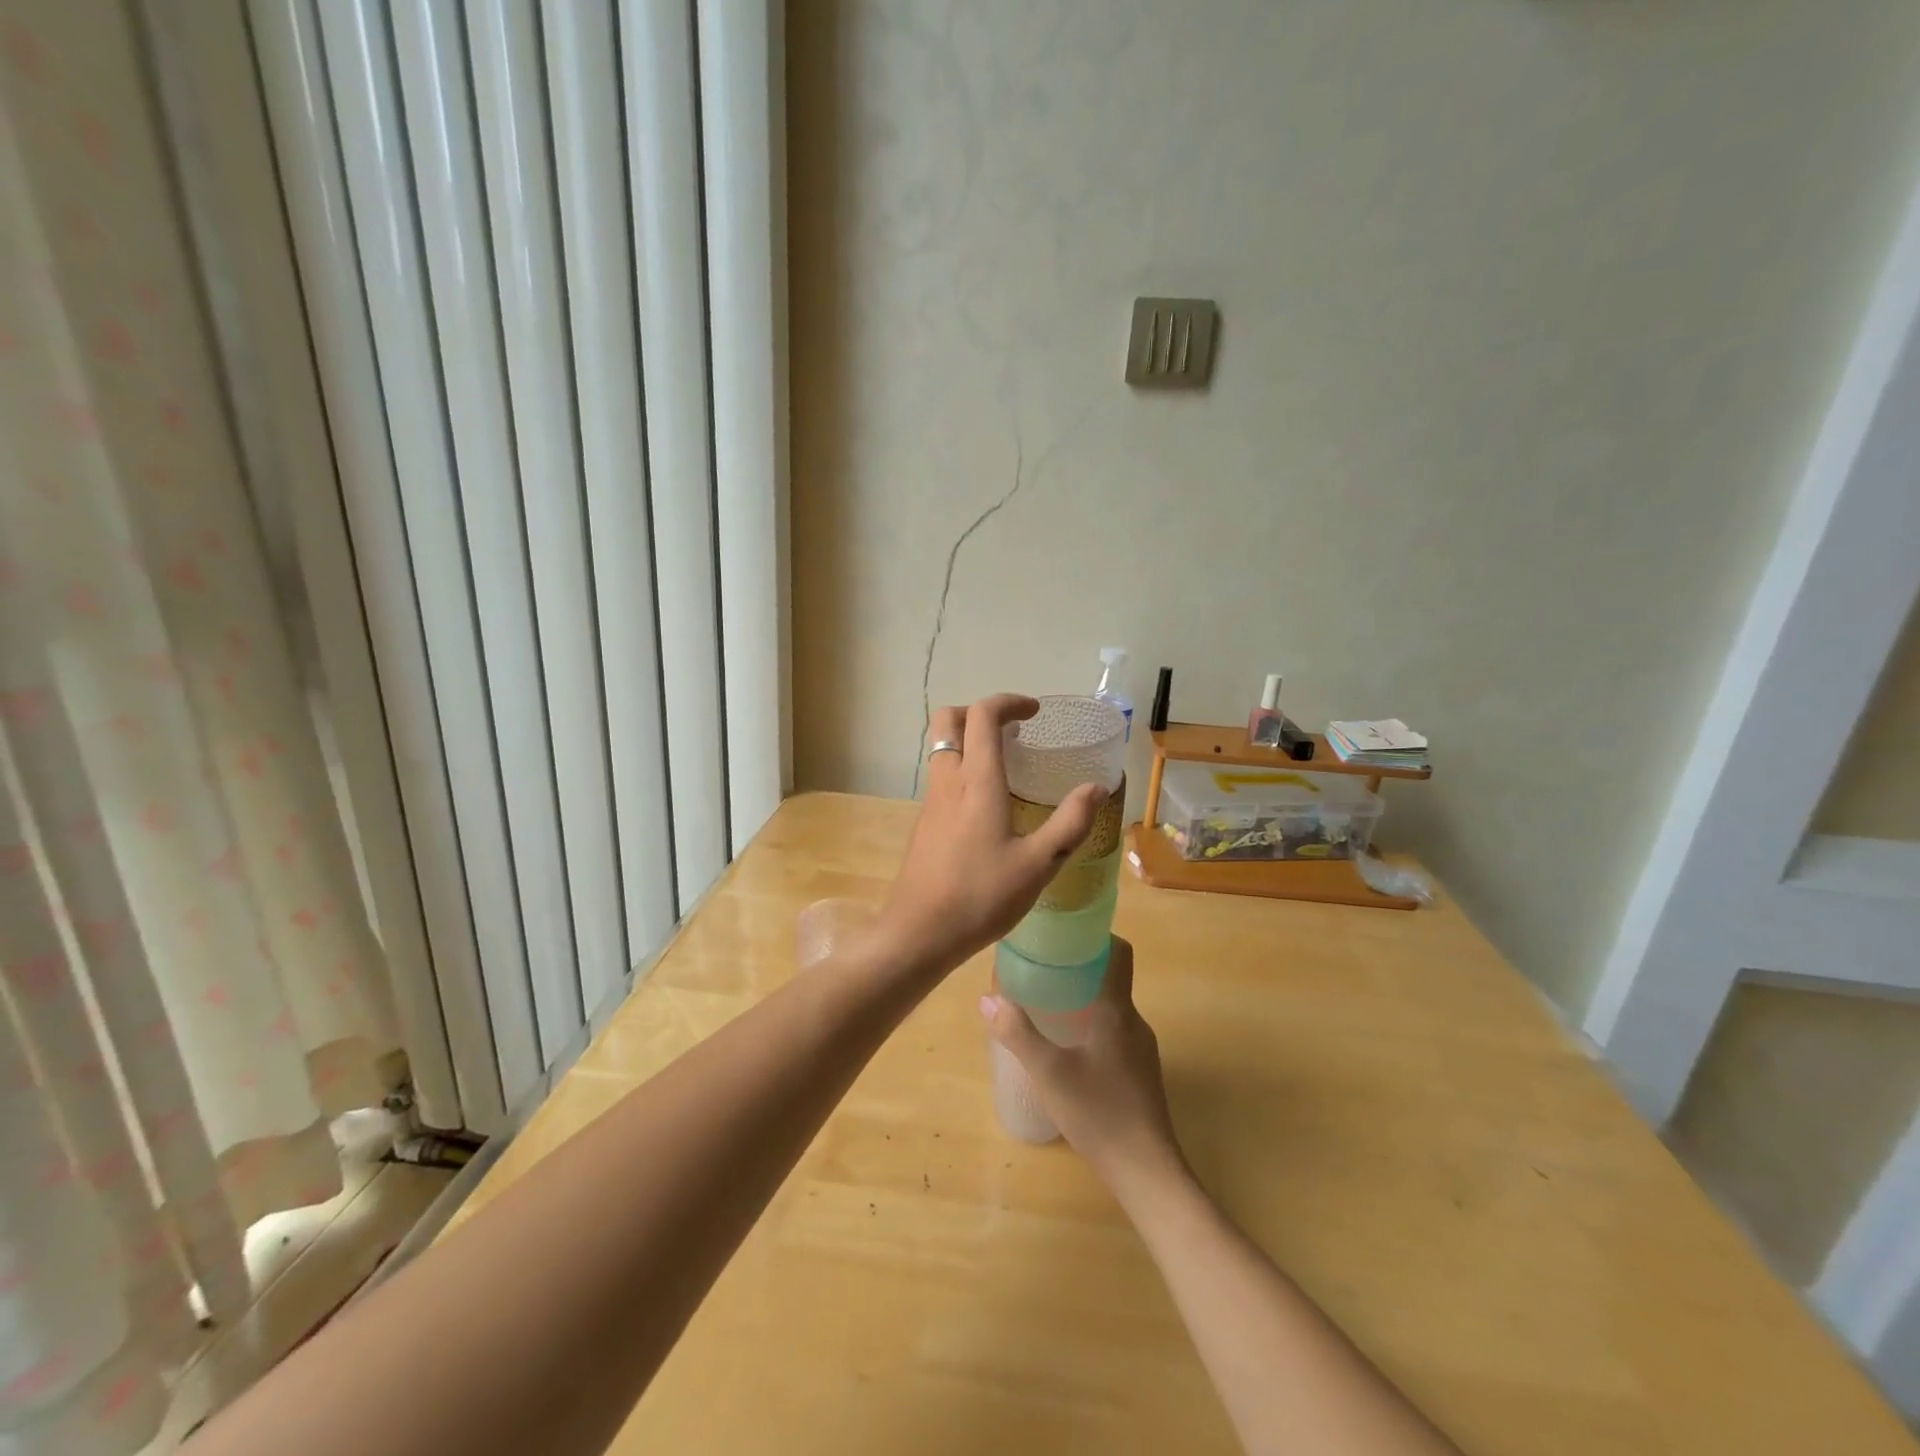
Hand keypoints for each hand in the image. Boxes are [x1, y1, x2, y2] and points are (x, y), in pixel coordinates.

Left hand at [878, 695, 1107, 974]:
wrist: (919, 933)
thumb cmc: (981, 897)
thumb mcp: (1038, 864)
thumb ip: (1070, 823)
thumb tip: (1096, 788)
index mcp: (977, 782)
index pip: (983, 716)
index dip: (1008, 702)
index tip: (1034, 711)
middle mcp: (948, 781)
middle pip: (949, 720)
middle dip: (979, 712)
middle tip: (1013, 730)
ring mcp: (931, 802)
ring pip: (942, 749)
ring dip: (970, 741)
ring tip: (1007, 765)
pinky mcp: (924, 823)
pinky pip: (941, 777)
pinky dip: (963, 769)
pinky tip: (988, 806)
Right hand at [980, 938, 1184, 1193]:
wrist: (1147, 1172)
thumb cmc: (1099, 1113)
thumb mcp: (1049, 1072)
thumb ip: (1017, 1033)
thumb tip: (987, 998)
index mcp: (1118, 1011)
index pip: (1119, 953)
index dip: (1096, 935)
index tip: (1065, 930)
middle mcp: (1135, 1023)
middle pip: (1111, 979)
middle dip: (1079, 968)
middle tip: (1042, 966)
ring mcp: (1142, 1051)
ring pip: (1112, 1009)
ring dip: (1084, 999)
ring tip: (1047, 1003)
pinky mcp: (1140, 1074)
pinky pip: (1115, 1033)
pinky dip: (1092, 1026)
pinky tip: (1068, 1047)